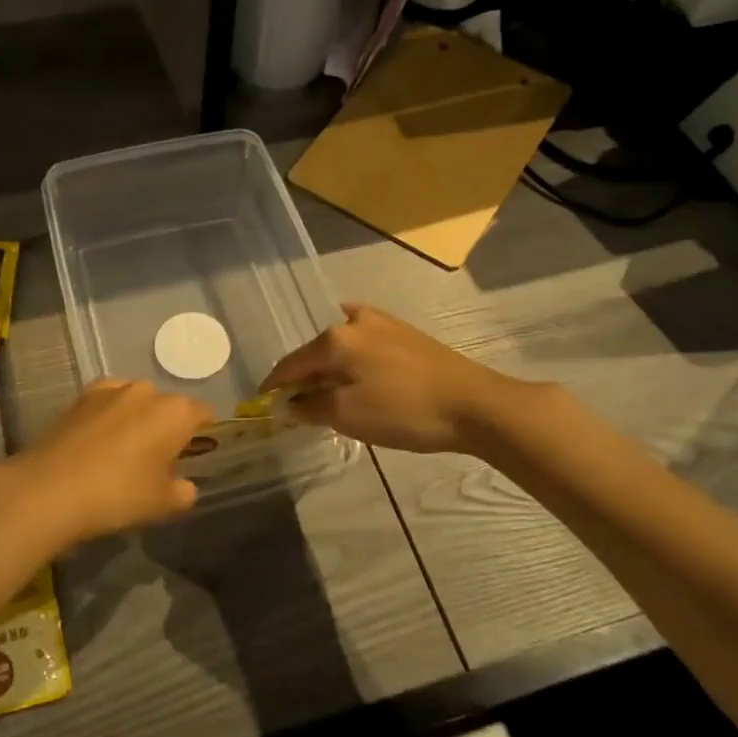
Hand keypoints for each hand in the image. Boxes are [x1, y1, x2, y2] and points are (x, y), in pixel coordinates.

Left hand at [0, 380, 211, 549]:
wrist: (49, 490)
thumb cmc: (118, 495)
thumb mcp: (162, 504)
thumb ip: (184, 492)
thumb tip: (184, 485)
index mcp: (175, 412)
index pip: (203, 414)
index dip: (203, 434)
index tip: (193, 456)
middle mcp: (146, 391)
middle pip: (168, 406)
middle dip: (167, 427)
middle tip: (157, 460)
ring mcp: (110, 390)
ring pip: (136, 401)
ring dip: (136, 419)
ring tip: (123, 450)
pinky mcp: (79, 397)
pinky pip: (107, 402)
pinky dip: (108, 416)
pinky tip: (98, 441)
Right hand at [261, 303, 524, 453]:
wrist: (476, 404)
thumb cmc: (405, 411)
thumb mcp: (349, 415)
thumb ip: (311, 407)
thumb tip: (290, 403)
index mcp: (334, 339)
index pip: (290, 364)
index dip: (273, 386)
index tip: (261, 404)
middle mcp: (353, 321)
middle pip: (314, 352)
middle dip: (302, 377)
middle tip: (295, 404)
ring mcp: (382, 322)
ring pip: (340, 346)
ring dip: (328, 368)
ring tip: (326, 391)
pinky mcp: (405, 332)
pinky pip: (363, 342)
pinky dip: (351, 358)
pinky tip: (353, 366)